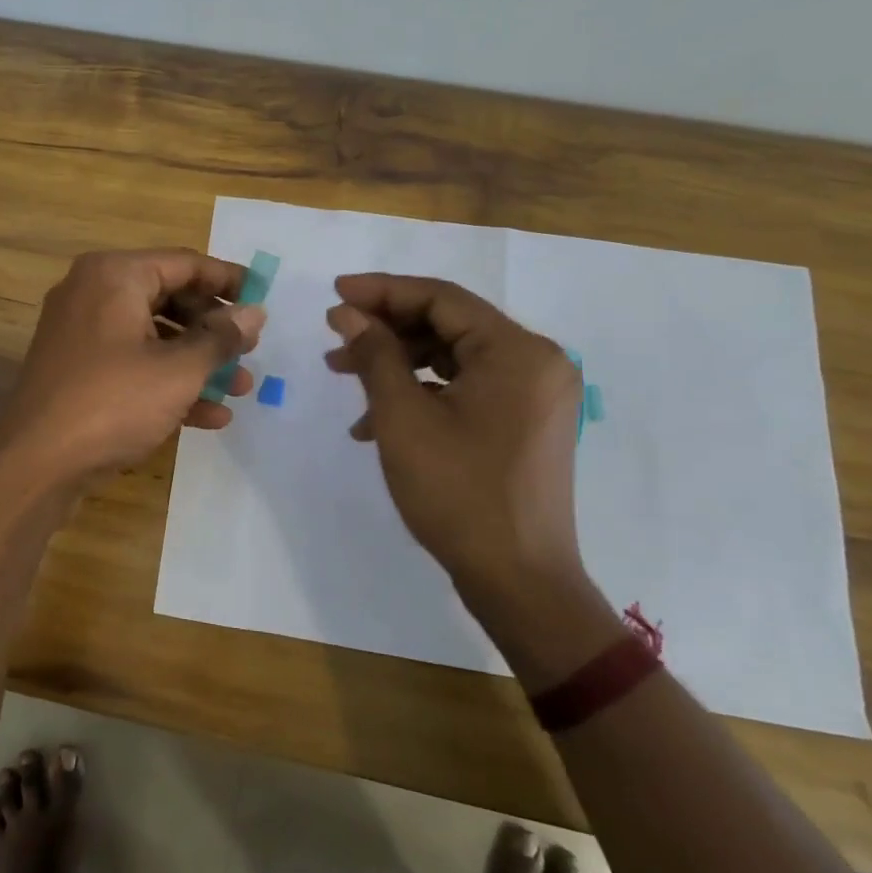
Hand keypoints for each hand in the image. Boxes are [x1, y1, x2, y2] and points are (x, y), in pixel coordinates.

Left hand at [0, 249, 264, 485]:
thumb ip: (221, 338)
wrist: (35, 464)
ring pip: (153, 336)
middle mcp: (93, 293)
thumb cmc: (113, 402)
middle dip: (213, 330)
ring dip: (197, 362)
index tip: (263, 299)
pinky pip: (132, 363)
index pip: (184, 264)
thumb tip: (255, 313)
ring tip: (239, 387)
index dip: (228, 281)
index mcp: (114, 276)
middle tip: (249, 350)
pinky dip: (167, 382)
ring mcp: (82, 333)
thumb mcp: (178, 371)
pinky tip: (208, 415)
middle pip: (169, 298)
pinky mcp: (78, 370)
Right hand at [325, 273, 584, 609]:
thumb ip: (375, 354)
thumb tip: (348, 313)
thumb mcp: (403, 418)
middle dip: (386, 330)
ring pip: (454, 358)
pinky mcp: (526, 423)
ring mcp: (535, 395)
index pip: (441, 299)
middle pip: (449, 325)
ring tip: (345, 377)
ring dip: (398, 363)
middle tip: (335, 339)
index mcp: (517, 351)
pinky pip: (468, 388)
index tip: (334, 293)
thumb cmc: (458, 493)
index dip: (382, 291)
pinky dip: (423, 394)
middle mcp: (536, 362)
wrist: (518, 582)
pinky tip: (377, 421)